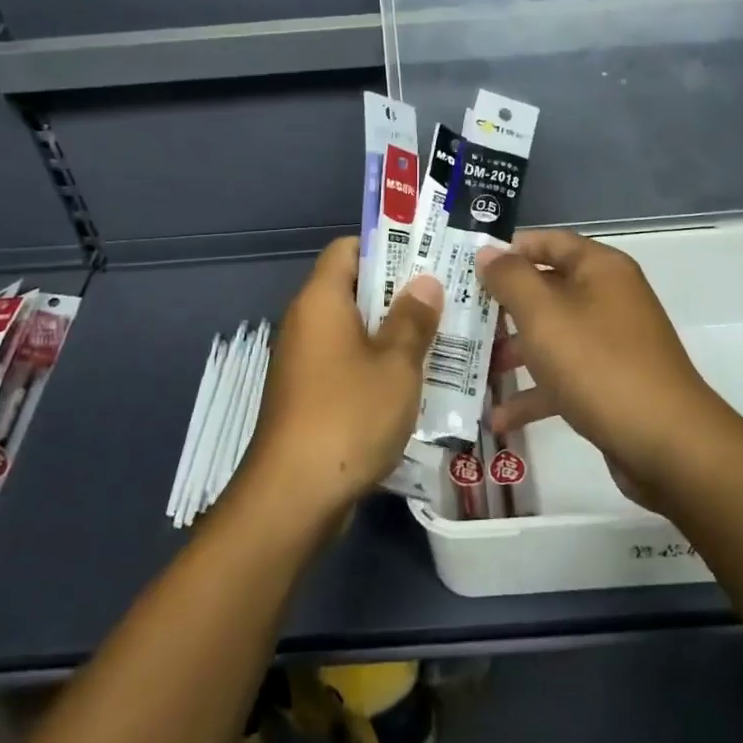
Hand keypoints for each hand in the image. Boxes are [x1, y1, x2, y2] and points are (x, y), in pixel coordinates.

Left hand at [235, 237, 442, 523]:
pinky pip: (347, 364)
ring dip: (394, 333)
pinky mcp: (309, 396)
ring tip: (442, 339)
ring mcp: (305, 362)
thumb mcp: (395, 365)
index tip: (427, 257)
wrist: (293, 496)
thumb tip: (425, 282)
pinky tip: (415, 383)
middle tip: (448, 299)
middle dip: (400, 293)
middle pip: (354, 289)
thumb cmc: (348, 416)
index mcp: (321, 301)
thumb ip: (413, 320)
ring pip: (355, 331)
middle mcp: (306, 323)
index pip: (348, 249)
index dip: (386, 246)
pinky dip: (378, 365)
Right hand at [479, 230, 733, 504]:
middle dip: (503, 306)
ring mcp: (613, 343)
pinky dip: (535, 392)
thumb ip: (510, 279)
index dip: (508, 250)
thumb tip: (488, 252)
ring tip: (472, 368)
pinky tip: (499, 418)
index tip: (466, 266)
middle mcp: (609, 299)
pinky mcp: (611, 384)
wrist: (667, 444)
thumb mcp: (543, 315)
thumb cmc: (597, 364)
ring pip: (553, 336)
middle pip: (547, 289)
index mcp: (600, 269)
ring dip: (513, 351)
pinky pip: (565, 377)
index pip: (548, 242)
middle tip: (461, 318)